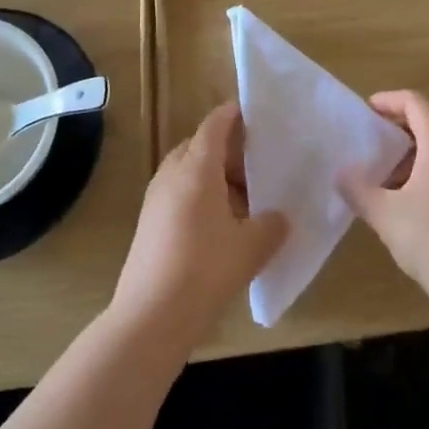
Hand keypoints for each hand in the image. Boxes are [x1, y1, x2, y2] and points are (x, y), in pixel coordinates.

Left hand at [110, 102, 287, 350]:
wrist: (150, 316)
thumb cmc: (205, 270)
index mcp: (196, 169)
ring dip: (214, 176)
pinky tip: (222, 225)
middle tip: (257, 165)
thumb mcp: (252, 247)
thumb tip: (279, 217)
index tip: (253, 112)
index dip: (233, 115)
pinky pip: (178, 193)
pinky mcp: (149, 223)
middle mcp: (172, 175)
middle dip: (227, 150)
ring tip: (245, 199)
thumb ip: (272, 225)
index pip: (214, 126)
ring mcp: (155, 199)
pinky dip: (201, 196)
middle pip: (199, 146)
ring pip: (188, 172)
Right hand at [340, 90, 428, 317]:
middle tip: (379, 142)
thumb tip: (342, 172)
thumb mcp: (385, 215)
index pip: (415, 102)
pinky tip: (415, 198)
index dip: (388, 101)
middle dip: (406, 124)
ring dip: (421, 148)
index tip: (367, 111)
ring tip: (392, 174)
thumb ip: (358, 188)